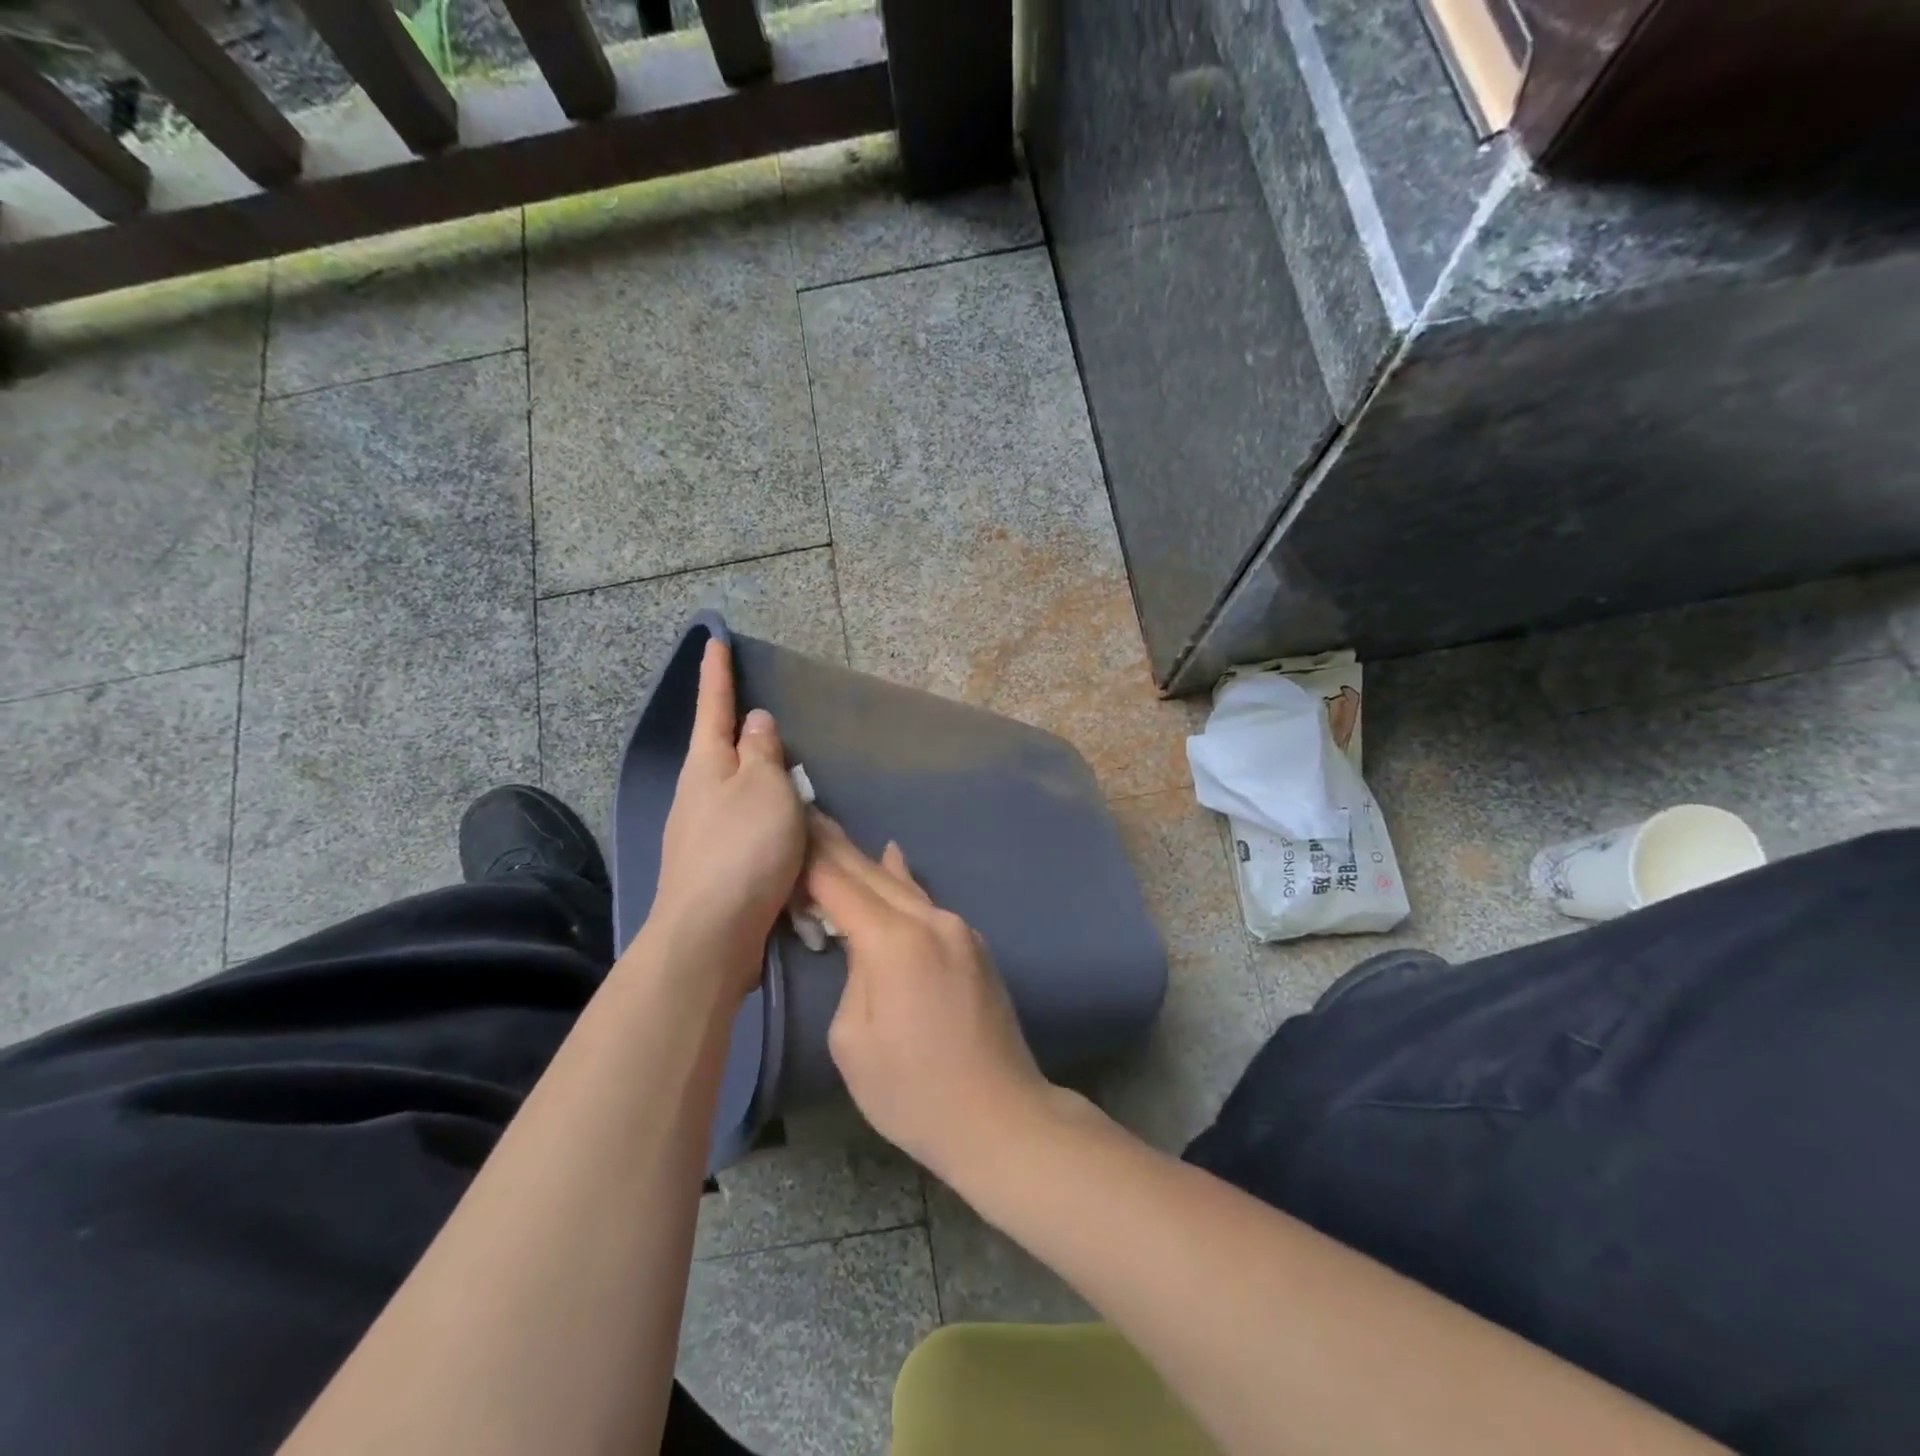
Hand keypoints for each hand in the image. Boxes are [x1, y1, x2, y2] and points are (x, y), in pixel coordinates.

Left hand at [647, 638, 804, 991]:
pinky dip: (769, 823)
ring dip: (761, 784)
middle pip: (722, 752)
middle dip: (742, 734)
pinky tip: (789, 834)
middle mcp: (698, 795)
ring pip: (738, 794)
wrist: (711, 935)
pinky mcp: (718, 868)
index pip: (714, 707)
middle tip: (770, 720)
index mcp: (707, 765)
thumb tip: (754, 722)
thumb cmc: (743, 849)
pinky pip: (749, 830)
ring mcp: (704, 834)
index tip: (714, 640)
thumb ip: (762, 752)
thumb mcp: (763, 788)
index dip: (718, 673)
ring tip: (794, 782)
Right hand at [805, 815, 1053, 1184]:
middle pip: (871, 874)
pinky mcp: (972, 944)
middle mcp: (931, 920)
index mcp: (895, 942)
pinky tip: (892, 858)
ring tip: (835, 832)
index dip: (809, 858)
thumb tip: (863, 946)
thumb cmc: (913, 1092)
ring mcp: (958, 929)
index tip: (785, 827)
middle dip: (835, 846)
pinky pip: (926, 902)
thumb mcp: (854, 1039)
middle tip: (806, 811)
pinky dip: (900, 881)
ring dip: (865, 861)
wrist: (1001, 1116)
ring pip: (901, 885)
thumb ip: (853, 975)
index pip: (840, 885)